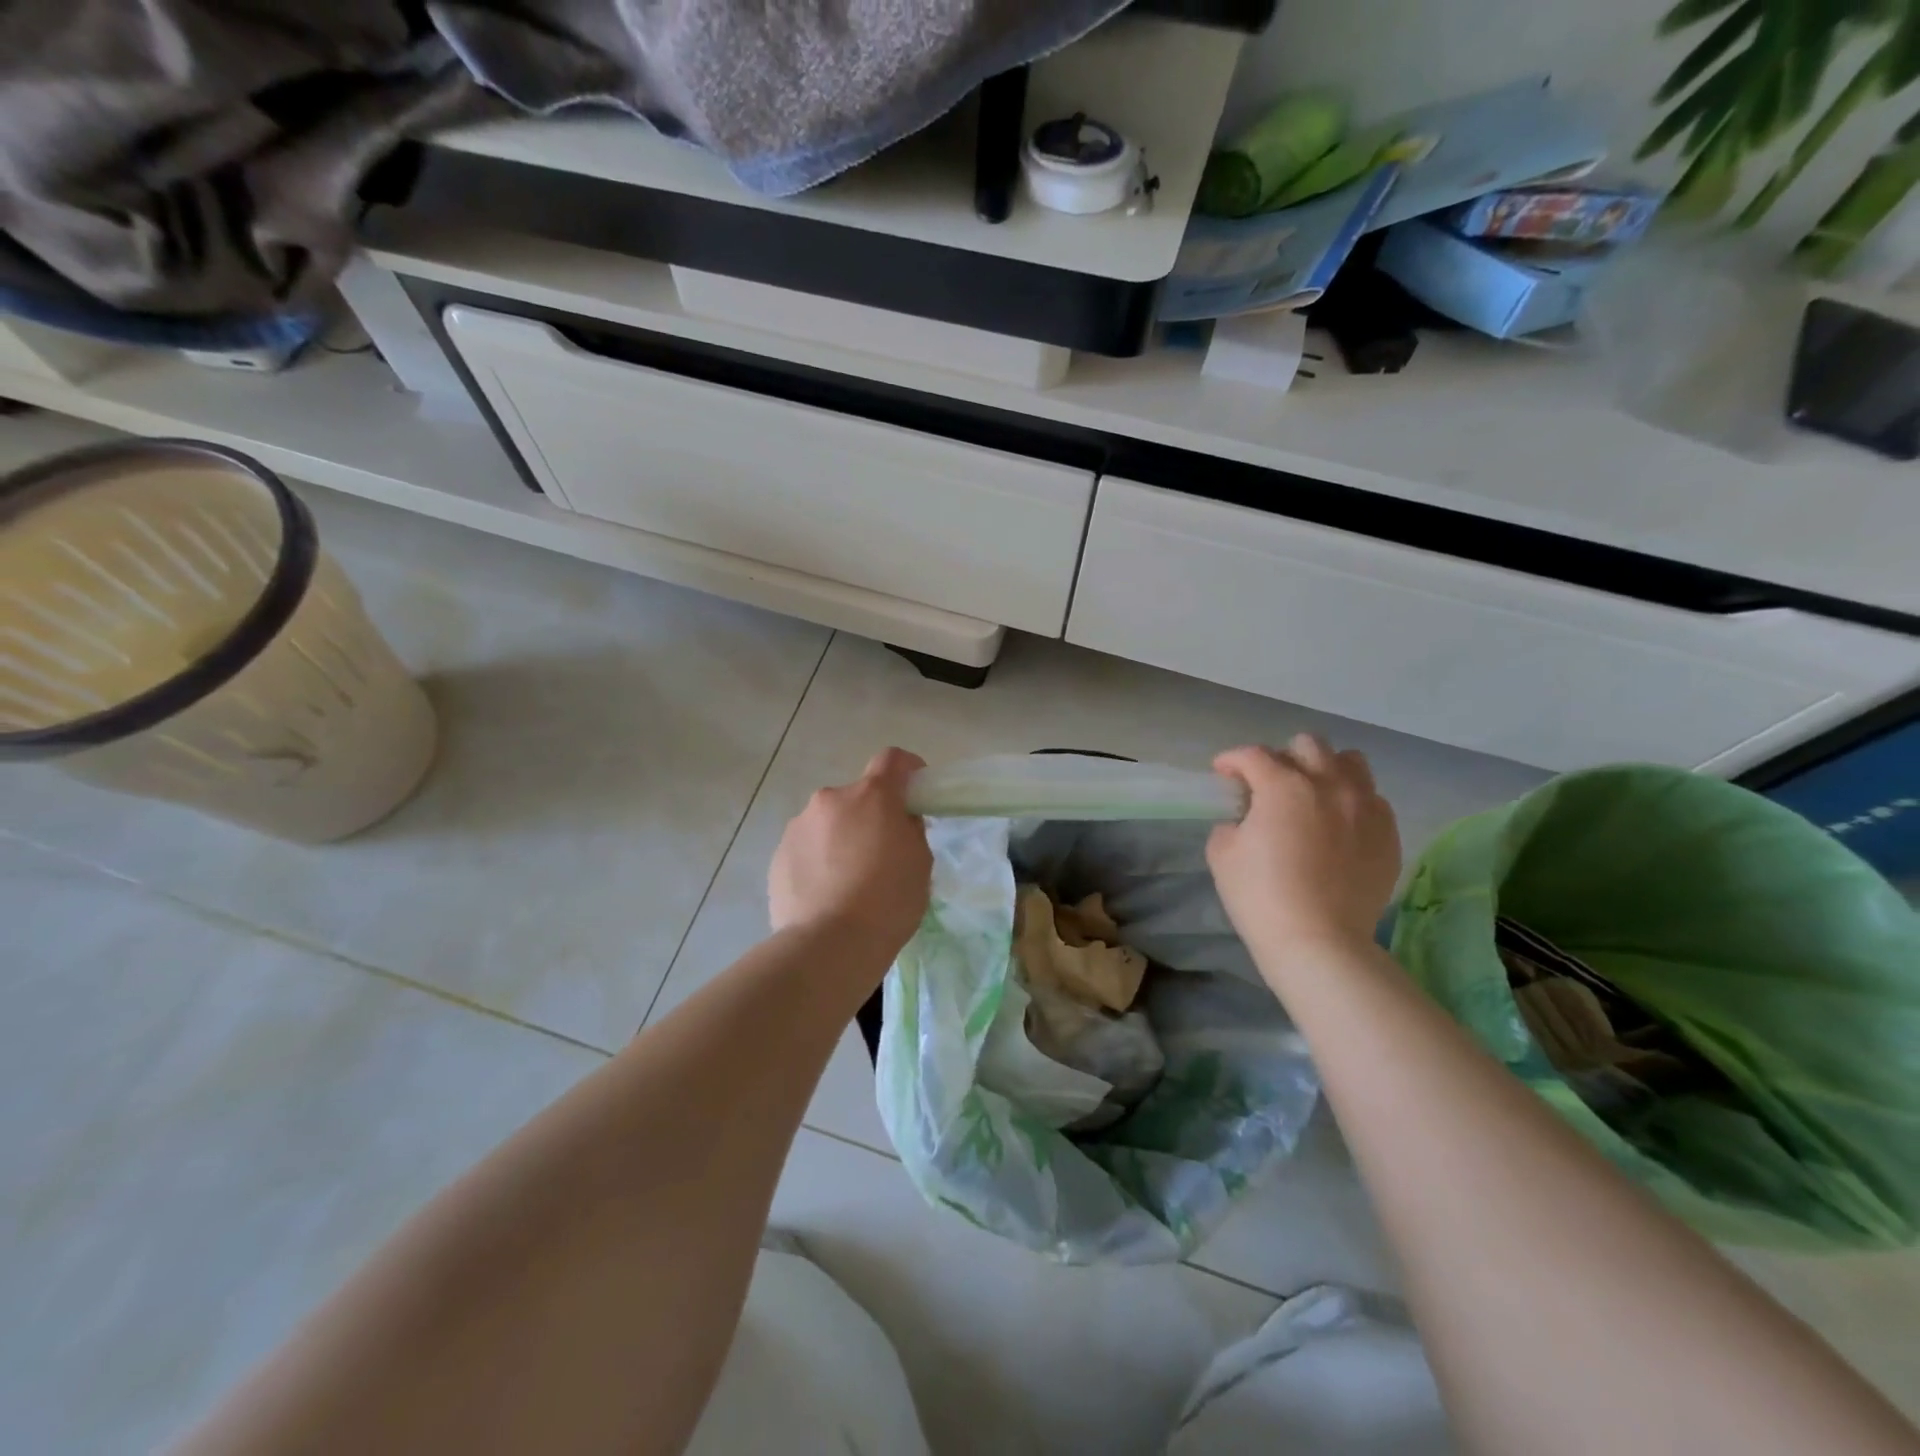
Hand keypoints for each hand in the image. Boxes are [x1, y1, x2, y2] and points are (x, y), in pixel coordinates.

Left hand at [769, 748, 931, 959]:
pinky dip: (819, 861)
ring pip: (829, 822)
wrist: (828, 945)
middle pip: (857, 797)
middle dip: (871, 815)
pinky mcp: (777, 855)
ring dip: (841, 838)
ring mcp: (798, 826)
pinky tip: (826, 895)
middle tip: (882, 852)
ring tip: (848, 881)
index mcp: (871, 796)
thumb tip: (898, 823)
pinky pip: (807, 848)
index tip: (915, 791)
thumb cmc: (887, 901)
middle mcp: (830, 799)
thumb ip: (911, 831)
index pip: (892, 759)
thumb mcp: (920, 863)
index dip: (907, 769)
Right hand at [1207, 736, 1401, 965]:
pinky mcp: (1387, 833)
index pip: (1252, 755)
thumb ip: (1230, 824)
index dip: (1231, 760)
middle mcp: (1329, 784)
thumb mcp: (1222, 854)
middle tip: (1268, 783)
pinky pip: (1372, 799)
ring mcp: (1365, 807)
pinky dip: (1351, 801)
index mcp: (1283, 786)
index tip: (1223, 772)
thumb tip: (1245, 820)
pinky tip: (1338, 825)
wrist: (1319, 942)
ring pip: (1350, 762)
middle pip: (1308, 745)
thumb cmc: (1261, 896)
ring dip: (1325, 769)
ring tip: (1312, 793)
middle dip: (1282, 757)